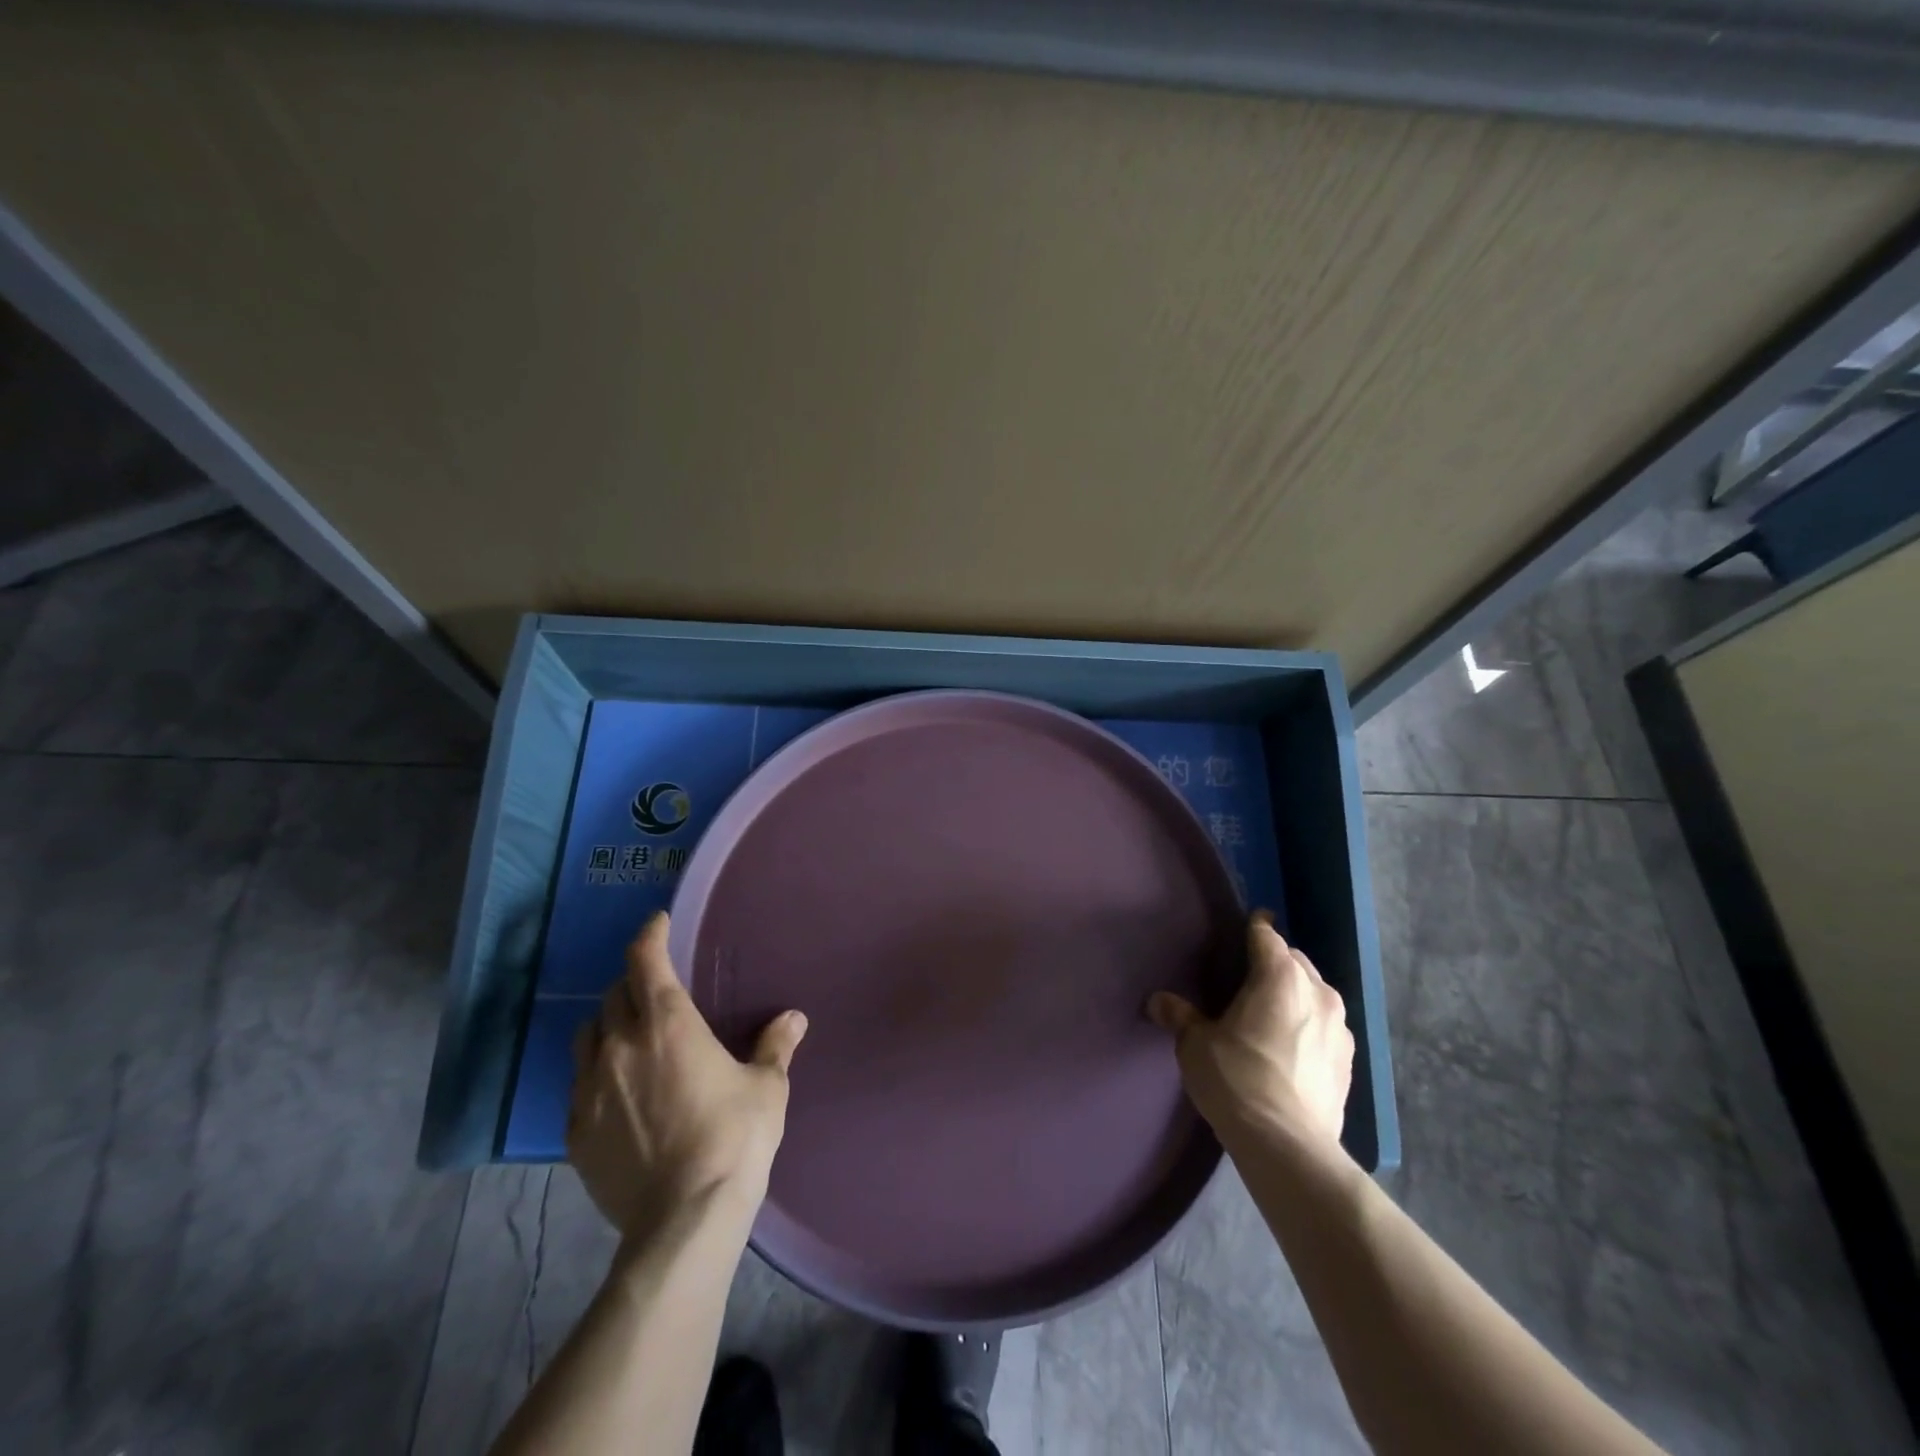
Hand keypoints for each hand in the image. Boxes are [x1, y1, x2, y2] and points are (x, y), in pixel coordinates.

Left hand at [568, 913, 807, 1239]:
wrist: (683, 1219)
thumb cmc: (734, 1138)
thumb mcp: (766, 1088)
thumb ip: (775, 1046)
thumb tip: (793, 1018)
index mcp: (669, 1025)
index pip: (646, 961)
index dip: (649, 935)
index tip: (657, 923)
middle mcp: (621, 1046)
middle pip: (613, 995)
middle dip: (632, 983)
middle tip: (654, 989)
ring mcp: (590, 1090)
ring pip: (587, 1036)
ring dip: (607, 1026)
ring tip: (628, 1037)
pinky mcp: (574, 1132)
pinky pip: (578, 1085)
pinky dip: (596, 1074)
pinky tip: (616, 1093)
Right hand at [1148, 911, 1352, 1150]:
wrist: (1287, 1146)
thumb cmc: (1236, 1079)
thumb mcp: (1196, 1044)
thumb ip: (1180, 1015)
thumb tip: (1158, 1001)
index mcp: (1280, 976)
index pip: (1266, 935)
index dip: (1253, 928)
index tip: (1243, 929)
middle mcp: (1317, 991)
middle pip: (1294, 960)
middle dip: (1274, 963)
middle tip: (1246, 979)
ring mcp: (1340, 1027)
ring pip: (1315, 993)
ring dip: (1295, 995)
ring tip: (1270, 1014)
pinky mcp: (1349, 1061)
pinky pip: (1325, 1026)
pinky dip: (1309, 1026)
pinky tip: (1290, 1048)